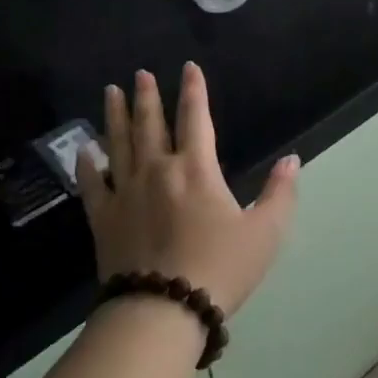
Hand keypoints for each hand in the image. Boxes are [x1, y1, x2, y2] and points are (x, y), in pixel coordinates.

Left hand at [78, 63, 299, 316]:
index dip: (194, 91)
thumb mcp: (265, 233)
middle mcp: (157, 170)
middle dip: (147, 96)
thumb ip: (280, 193)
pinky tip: (85, 150)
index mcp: (196, 169)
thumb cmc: (220, 268)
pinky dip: (88, 164)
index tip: (189, 67)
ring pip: (118, 143)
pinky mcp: (103, 218)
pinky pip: (92, 183)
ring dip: (115, 116)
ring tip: (110, 92)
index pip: (195, 118)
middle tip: (140, 74)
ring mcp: (125, 192)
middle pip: (150, 124)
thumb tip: (292, 160)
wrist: (163, 309)